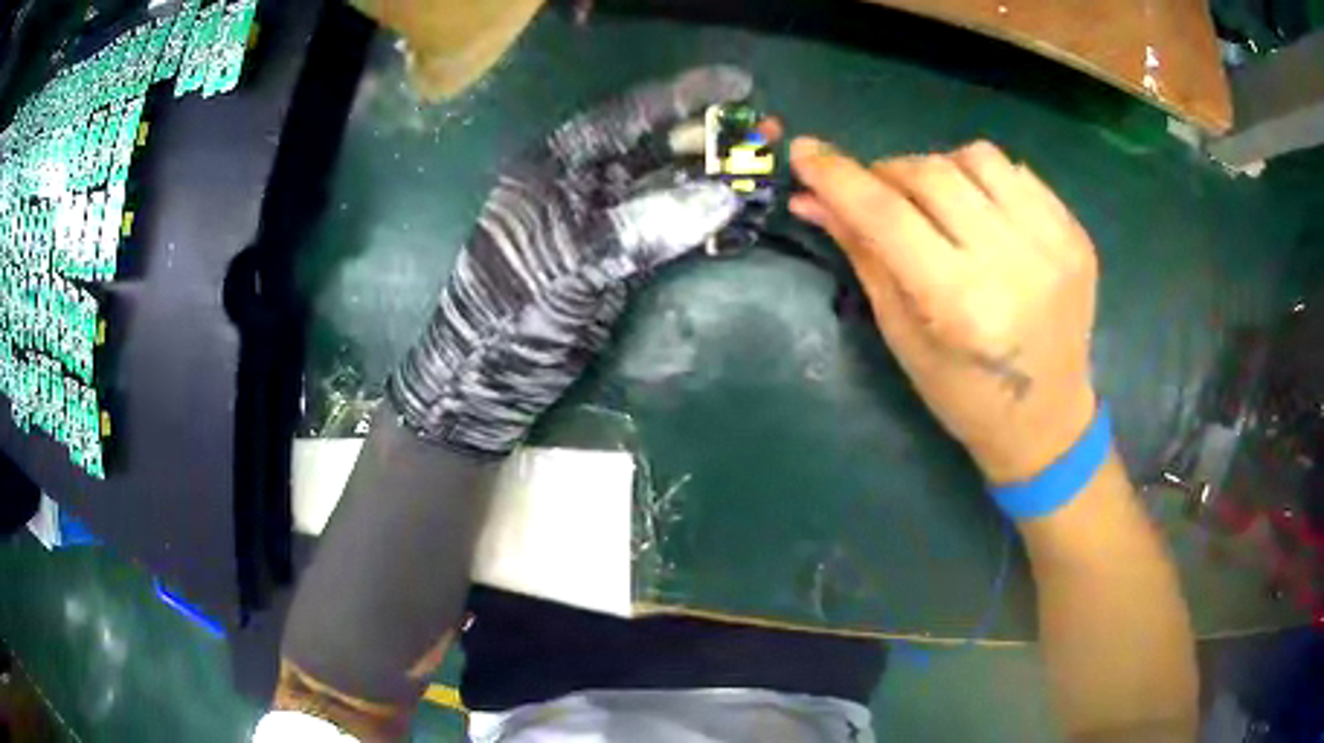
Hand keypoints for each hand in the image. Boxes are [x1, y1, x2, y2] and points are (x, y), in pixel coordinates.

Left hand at [389, 66, 761, 454]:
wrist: (484, 382)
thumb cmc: (509, 314)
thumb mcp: (568, 263)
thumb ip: (642, 226)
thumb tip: (722, 197)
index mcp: (557, 165)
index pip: (629, 115)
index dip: (686, 96)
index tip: (741, 85)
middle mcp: (581, 184)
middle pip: (656, 148)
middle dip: (711, 140)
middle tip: (767, 135)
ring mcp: (601, 223)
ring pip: (668, 189)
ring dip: (714, 181)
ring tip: (764, 174)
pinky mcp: (616, 261)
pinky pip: (669, 231)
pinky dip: (704, 225)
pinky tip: (738, 219)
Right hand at [788, 139, 1098, 484]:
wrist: (1047, 420)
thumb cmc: (964, 395)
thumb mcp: (902, 334)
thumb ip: (862, 254)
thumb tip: (812, 198)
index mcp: (961, 304)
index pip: (886, 215)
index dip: (838, 176)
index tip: (805, 151)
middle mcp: (1012, 263)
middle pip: (931, 174)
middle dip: (889, 173)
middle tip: (878, 194)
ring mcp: (1053, 244)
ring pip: (977, 157)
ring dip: (940, 169)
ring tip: (937, 202)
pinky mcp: (1076, 234)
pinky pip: (1017, 172)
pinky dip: (985, 179)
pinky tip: (981, 212)